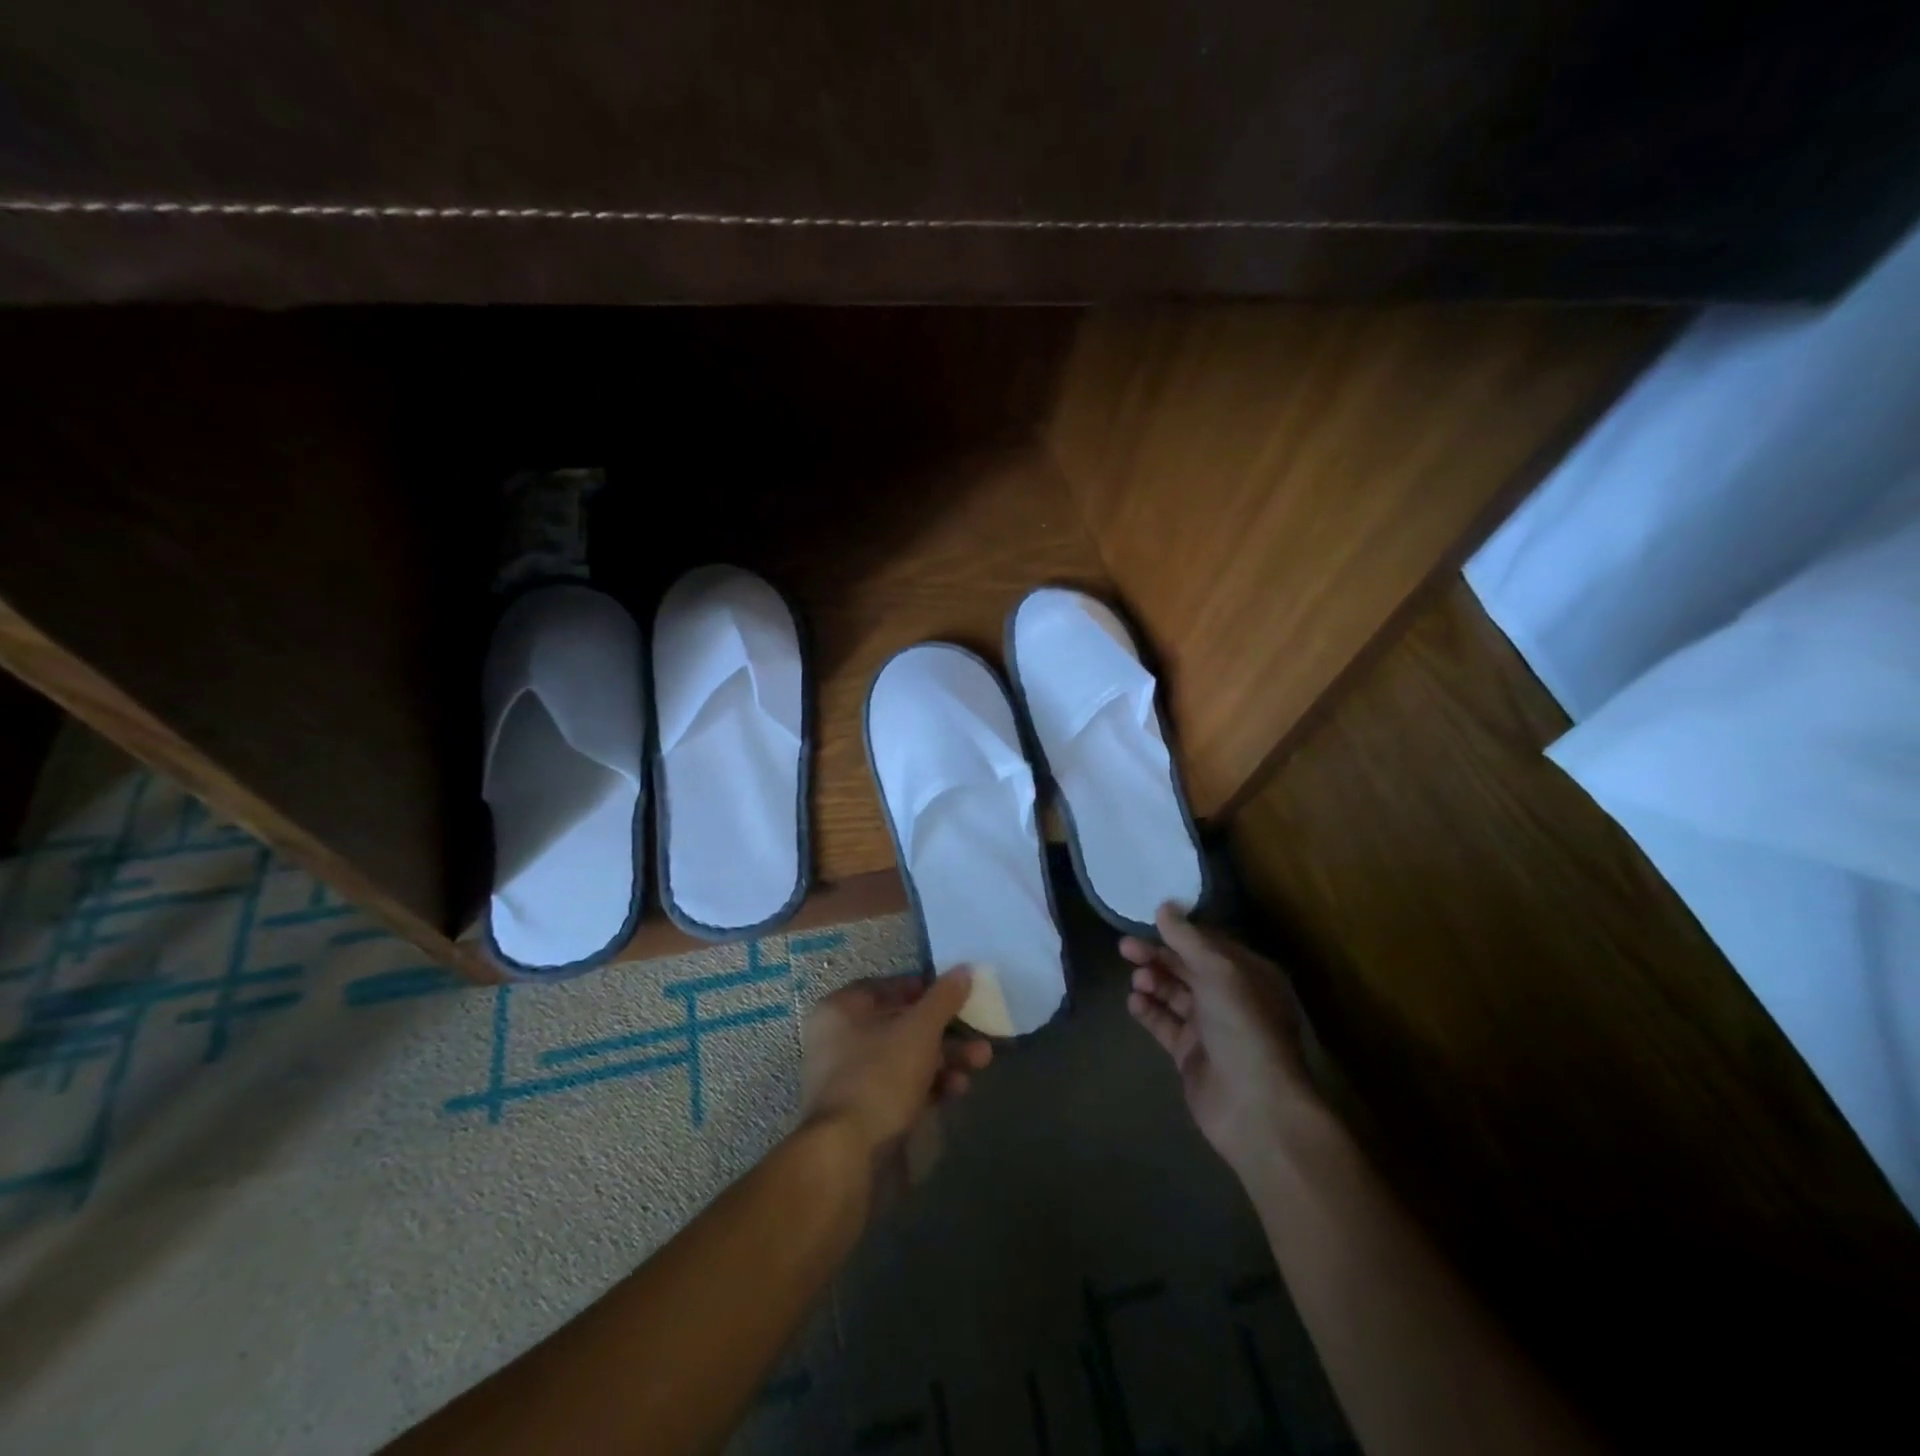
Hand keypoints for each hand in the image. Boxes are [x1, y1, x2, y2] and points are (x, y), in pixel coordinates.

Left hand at [800, 969, 992, 1157]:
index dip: (926, 988)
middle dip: (945, 1030)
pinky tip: (957, 1091)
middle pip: (901, 1024)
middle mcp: (840, 1039)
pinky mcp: (864, 1112)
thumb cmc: (880, 1077)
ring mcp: (850, 1078)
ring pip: (905, 1057)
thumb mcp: (919, 1030)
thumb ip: (944, 998)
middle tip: (979, 1033)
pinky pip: (901, 1087)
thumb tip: (964, 968)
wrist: (848, 1158)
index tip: (959, 995)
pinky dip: (929, 1085)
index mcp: (841, 1009)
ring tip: (980, 1063)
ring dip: (944, 1059)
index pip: (889, 986)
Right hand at [1123, 906, 1317, 1175]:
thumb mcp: (1218, 972)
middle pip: (1188, 967)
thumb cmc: (1243, 1027)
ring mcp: (1211, 1027)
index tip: (1146, 920)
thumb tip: (1164, 907)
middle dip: (1158, 955)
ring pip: (1174, 994)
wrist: (1254, 1107)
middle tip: (1125, 948)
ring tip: (1137, 979)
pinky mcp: (1191, 1054)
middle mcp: (1231, 997)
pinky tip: (1134, 1002)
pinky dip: (1148, 1010)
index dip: (1178, 931)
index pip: (1209, 943)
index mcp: (1248, 974)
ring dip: (1153, 982)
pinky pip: (1165, 1023)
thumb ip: (1188, 939)